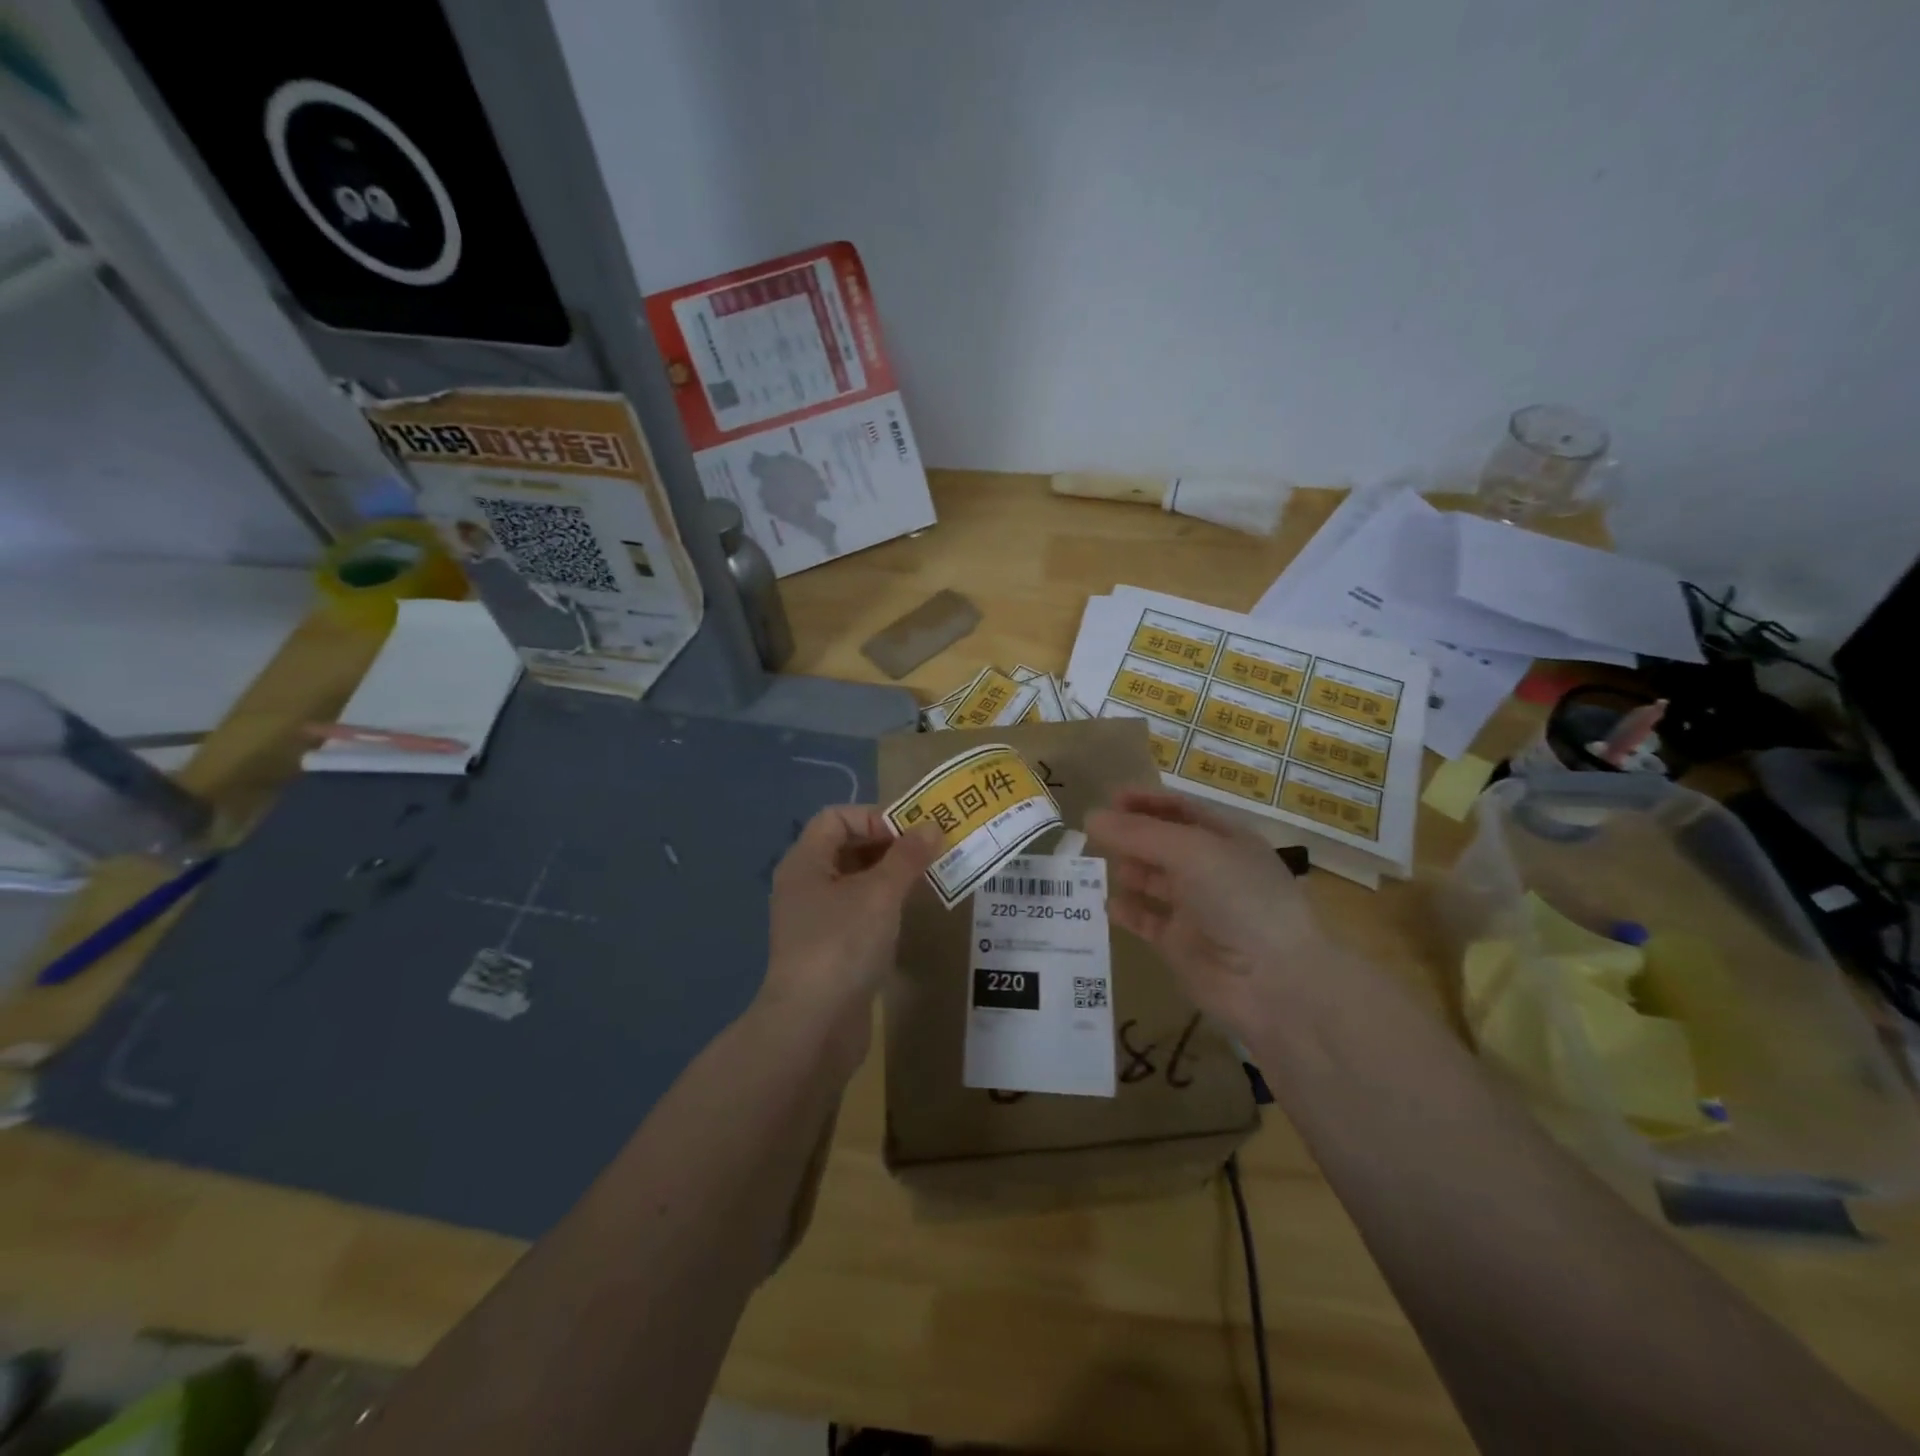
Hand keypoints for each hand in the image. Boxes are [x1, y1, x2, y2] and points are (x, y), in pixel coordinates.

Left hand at [764, 805, 940, 1049]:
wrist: (813, 1027)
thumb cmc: (842, 945)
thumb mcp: (880, 894)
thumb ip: (907, 857)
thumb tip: (932, 826)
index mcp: (805, 862)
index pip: (837, 817)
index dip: (875, 816)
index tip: (913, 832)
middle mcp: (805, 885)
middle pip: (847, 847)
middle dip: (889, 845)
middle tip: (930, 852)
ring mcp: (815, 920)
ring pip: (856, 882)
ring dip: (890, 876)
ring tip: (927, 879)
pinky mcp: (829, 949)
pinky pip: (858, 912)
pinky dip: (883, 906)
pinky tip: (908, 915)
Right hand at [1087, 788, 1330, 1041]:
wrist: (1273, 982)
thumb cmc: (1239, 899)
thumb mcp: (1190, 852)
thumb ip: (1138, 834)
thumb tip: (1091, 817)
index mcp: (1226, 840)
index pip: (1181, 810)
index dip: (1147, 801)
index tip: (1110, 798)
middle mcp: (1211, 870)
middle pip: (1163, 844)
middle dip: (1131, 835)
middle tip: (1092, 832)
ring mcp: (1196, 909)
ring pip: (1153, 880)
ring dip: (1127, 869)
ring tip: (1096, 863)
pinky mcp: (1181, 944)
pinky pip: (1147, 920)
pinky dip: (1128, 911)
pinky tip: (1108, 904)